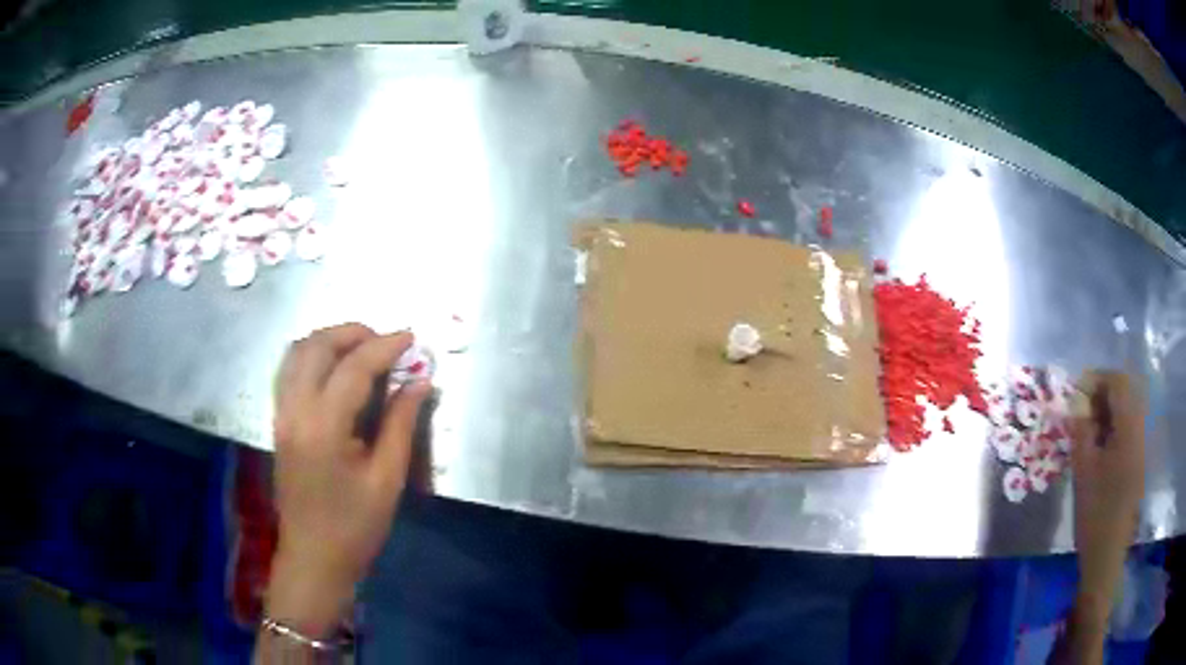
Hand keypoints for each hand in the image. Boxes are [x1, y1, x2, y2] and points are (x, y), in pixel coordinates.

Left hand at [266, 324, 431, 637]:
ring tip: (362, 350)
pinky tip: (335, 370)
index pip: (353, 368)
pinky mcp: (278, 422)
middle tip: (386, 342)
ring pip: (297, 353)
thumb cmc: (355, 527)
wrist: (313, 558)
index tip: (412, 337)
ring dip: (330, 341)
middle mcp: (294, 411)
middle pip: (317, 347)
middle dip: (353, 333)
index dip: (385, 347)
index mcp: (323, 428)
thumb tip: (419, 381)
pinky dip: (313, 357)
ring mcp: (281, 414)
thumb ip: (401, 424)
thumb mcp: (387, 479)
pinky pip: (289, 371)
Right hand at [1053, 371, 1144, 663]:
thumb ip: (1082, 429)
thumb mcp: (1083, 471)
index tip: (1076, 393)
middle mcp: (1139, 430)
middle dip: (1101, 394)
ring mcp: (1141, 446)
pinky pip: (1127, 429)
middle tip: (1080, 413)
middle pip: (1125, 392)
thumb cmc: (1094, 514)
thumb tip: (1076, 400)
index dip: (1097, 379)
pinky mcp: (1138, 460)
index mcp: (1129, 430)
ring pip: (1126, 411)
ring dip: (1107, 412)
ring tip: (1087, 432)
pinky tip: (1099, 449)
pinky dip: (1112, 429)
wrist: (1106, 556)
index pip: (1118, 382)